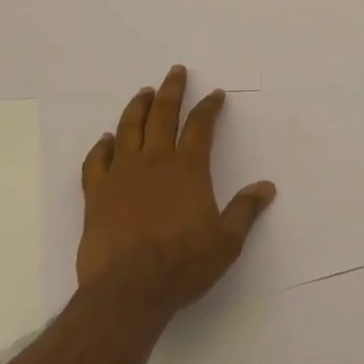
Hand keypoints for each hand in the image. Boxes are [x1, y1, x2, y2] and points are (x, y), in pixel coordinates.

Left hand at [76, 66, 275, 323]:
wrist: (128, 291)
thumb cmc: (182, 265)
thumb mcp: (226, 242)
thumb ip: (245, 211)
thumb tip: (267, 187)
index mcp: (188, 168)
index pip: (200, 126)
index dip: (209, 107)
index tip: (215, 94)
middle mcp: (155, 161)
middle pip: (163, 114)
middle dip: (172, 90)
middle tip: (176, 71)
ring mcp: (122, 174)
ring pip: (129, 128)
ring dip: (138, 107)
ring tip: (144, 92)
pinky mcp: (97, 194)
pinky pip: (97, 161)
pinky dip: (102, 146)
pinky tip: (106, 140)